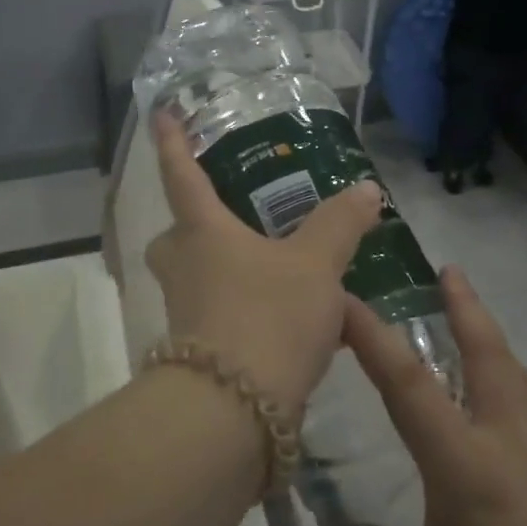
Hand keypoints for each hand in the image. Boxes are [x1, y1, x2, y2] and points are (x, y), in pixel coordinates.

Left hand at [145, 110, 382, 415]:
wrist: (233, 413)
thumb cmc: (267, 317)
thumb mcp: (315, 266)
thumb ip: (339, 225)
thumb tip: (366, 189)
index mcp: (202, 232)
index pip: (182, 174)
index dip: (171, 141)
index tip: (160, 113)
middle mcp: (183, 267)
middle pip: (179, 234)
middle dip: (198, 224)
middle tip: (236, 220)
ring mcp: (185, 313)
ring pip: (198, 278)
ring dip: (228, 270)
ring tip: (279, 272)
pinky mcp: (198, 353)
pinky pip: (220, 316)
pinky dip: (248, 312)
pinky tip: (292, 324)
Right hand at [317, 269, 526, 525]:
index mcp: (465, 468)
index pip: (407, 382)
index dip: (372, 335)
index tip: (346, 298)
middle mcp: (516, 450)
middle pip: (490, 357)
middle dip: (467, 309)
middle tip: (451, 272)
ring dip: (500, 352)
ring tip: (481, 338)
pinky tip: (518, 441)